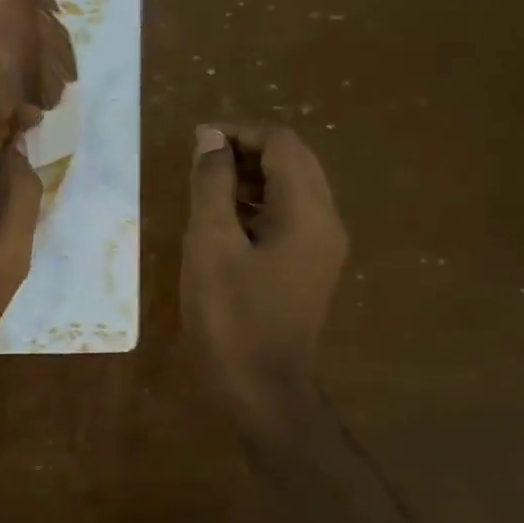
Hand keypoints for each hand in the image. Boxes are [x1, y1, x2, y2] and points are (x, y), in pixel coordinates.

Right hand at [182, 124, 347, 427]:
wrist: (260, 389)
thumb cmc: (231, 317)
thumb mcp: (210, 244)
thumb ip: (211, 185)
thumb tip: (211, 138)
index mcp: (307, 213)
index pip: (282, 144)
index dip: (239, 133)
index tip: (197, 143)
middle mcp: (326, 222)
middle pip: (293, 161)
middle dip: (246, 151)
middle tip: (201, 162)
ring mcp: (322, 246)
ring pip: (292, 188)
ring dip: (251, 177)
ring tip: (205, 187)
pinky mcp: (310, 266)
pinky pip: (289, 216)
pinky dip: (258, 204)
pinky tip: (223, 220)